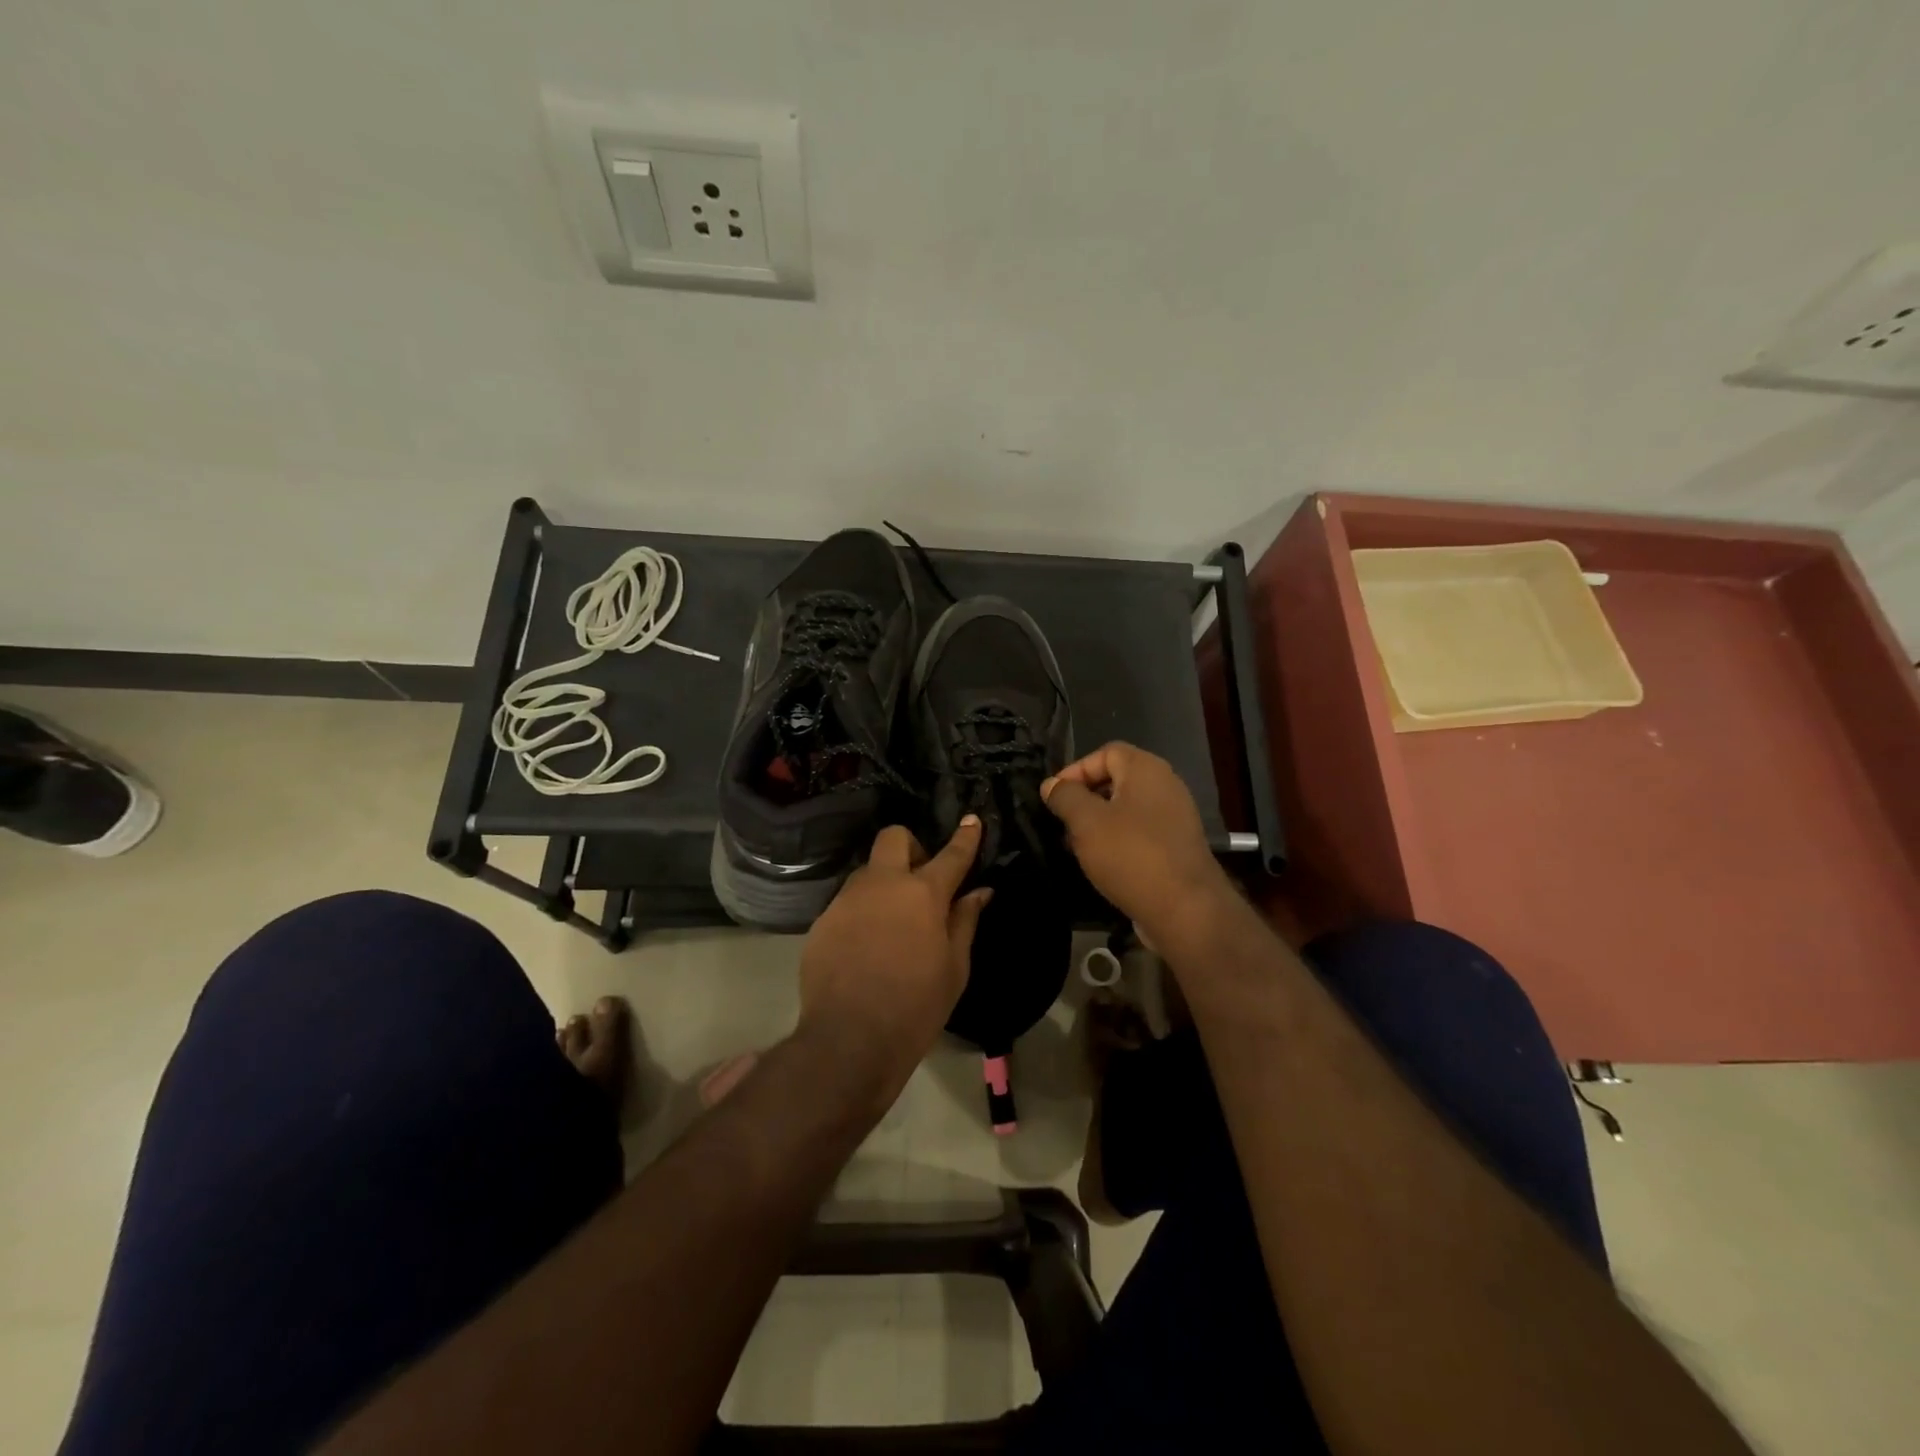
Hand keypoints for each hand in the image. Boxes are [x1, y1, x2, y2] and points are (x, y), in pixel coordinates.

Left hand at [798, 817, 992, 1095]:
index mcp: (923, 893)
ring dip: (884, 882)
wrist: (849, 1039)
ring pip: (868, 871)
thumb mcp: (954, 968)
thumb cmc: (916, 1006)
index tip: (972, 820)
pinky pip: (848, 902)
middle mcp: (882, 884)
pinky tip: (866, 946)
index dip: (965, 837)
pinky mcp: (822, 920)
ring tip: (892, 921)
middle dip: (911, 846)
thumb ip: (965, 921)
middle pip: (894, 838)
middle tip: (920, 880)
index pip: (951, 855)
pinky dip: (863, 911)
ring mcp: (847, 899)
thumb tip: (979, 891)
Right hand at [1041, 742, 1233, 952]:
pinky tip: (1102, 863)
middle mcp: (1165, 785)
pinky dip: (1118, 841)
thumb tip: (1052, 785)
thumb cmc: (1131, 855)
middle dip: (1085, 798)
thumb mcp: (1086, 822)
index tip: (1054, 797)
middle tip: (1062, 822)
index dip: (1075, 770)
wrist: (1185, 909)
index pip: (1105, 752)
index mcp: (1146, 769)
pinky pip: (1140, 832)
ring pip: (1126, 809)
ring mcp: (1174, 817)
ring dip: (1098, 823)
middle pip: (1116, 779)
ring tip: (1076, 845)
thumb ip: (1065, 797)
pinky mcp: (1176, 846)